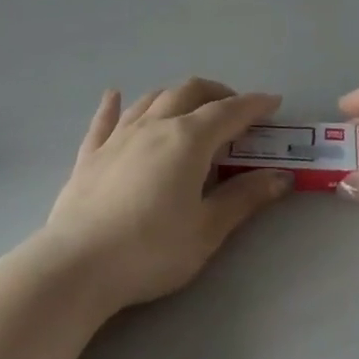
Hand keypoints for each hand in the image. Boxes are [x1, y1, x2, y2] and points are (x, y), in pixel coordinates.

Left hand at [36, 79, 292, 313]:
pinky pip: (105, 120)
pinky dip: (114, 105)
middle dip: (217, 93)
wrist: (78, 265)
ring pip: (151, 99)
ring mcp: (118, 137)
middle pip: (189, 92)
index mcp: (188, 140)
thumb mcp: (207, 230)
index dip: (254, 105)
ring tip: (190, 107)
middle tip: (235, 109)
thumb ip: (244, 198)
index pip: (229, 112)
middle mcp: (154, 126)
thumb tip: (281, 177)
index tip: (273, 102)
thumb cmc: (151, 250)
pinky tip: (114, 96)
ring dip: (176, 96)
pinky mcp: (90, 155)